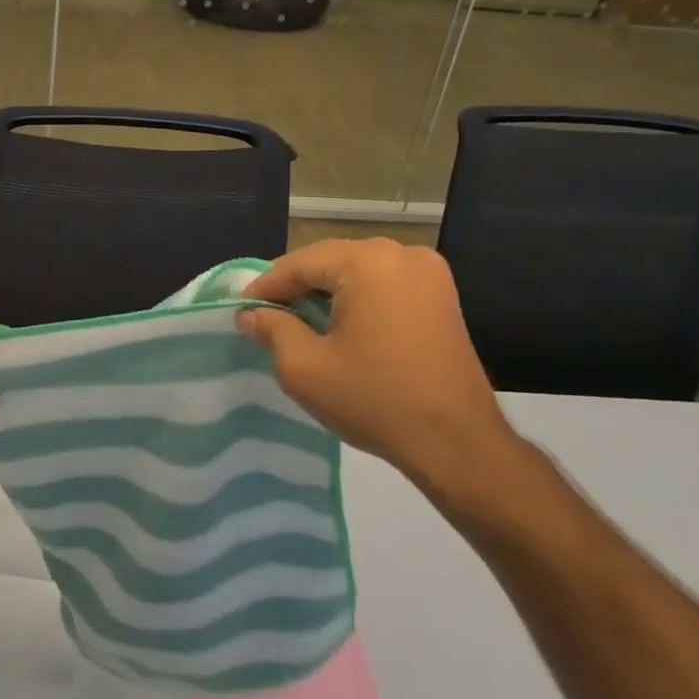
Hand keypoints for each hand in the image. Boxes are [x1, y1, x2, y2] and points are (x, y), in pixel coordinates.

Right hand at [237, 240, 521, 494]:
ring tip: (296, 318)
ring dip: (325, 291)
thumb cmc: (375, 400)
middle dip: (295, 285)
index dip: (264, 287)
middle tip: (264, 313)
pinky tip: (338, 322)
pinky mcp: (442, 295)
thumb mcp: (305, 368)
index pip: (298, 264)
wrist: (459, 444)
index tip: (239, 310)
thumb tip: (249, 314)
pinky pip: (383, 283)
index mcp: (367, 261)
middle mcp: (400, 253)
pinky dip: (356, 297)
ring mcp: (428, 272)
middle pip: (329, 260)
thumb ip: (271, 329)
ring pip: (356, 270)